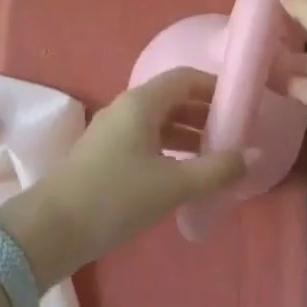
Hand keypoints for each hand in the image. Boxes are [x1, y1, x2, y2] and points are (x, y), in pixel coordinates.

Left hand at [0, 69, 249, 288]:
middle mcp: (127, 107)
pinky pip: (146, 138)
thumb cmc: (116, 197)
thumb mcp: (172, 185)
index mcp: (141, 102)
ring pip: (159, 120)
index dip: (215, 87)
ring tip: (217, 156)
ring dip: (188, 133)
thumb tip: (254, 155)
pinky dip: (170, 148)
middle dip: (204, 112)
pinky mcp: (105, 153)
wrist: (52, 228)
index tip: (241, 104)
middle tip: (235, 133)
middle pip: (172, 98)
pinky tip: (185, 173)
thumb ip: (216, 170)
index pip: (184, 78)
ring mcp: (113, 130)